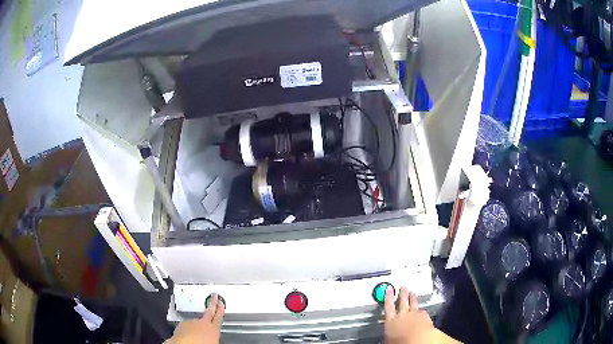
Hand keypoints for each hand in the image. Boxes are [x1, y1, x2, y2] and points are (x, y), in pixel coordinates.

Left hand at [165, 294, 224, 343]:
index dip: (220, 310)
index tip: (221, 303)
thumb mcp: (213, 341)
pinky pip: (186, 325)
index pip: (218, 317)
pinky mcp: (181, 325)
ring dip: (197, 323)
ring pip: (195, 321)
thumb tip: (213, 336)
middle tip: (214, 297)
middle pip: (209, 312)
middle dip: (212, 304)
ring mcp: (190, 323)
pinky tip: (187, 334)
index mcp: (213, 328)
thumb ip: (213, 336)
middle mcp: (202, 323)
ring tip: (197, 331)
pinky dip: (188, 328)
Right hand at [384, 286, 434, 343]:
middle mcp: (402, 315)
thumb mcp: (389, 338)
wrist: (417, 340)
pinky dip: (421, 310)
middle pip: (402, 302)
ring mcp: (414, 314)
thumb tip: (389, 335)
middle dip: (402, 294)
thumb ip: (390, 332)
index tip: (389, 290)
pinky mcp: (424, 316)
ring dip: (412, 298)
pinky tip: (422, 310)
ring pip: (413, 303)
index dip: (388, 297)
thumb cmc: (401, 342)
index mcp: (391, 321)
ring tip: (412, 293)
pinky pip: (422, 311)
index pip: (388, 306)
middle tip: (403, 287)